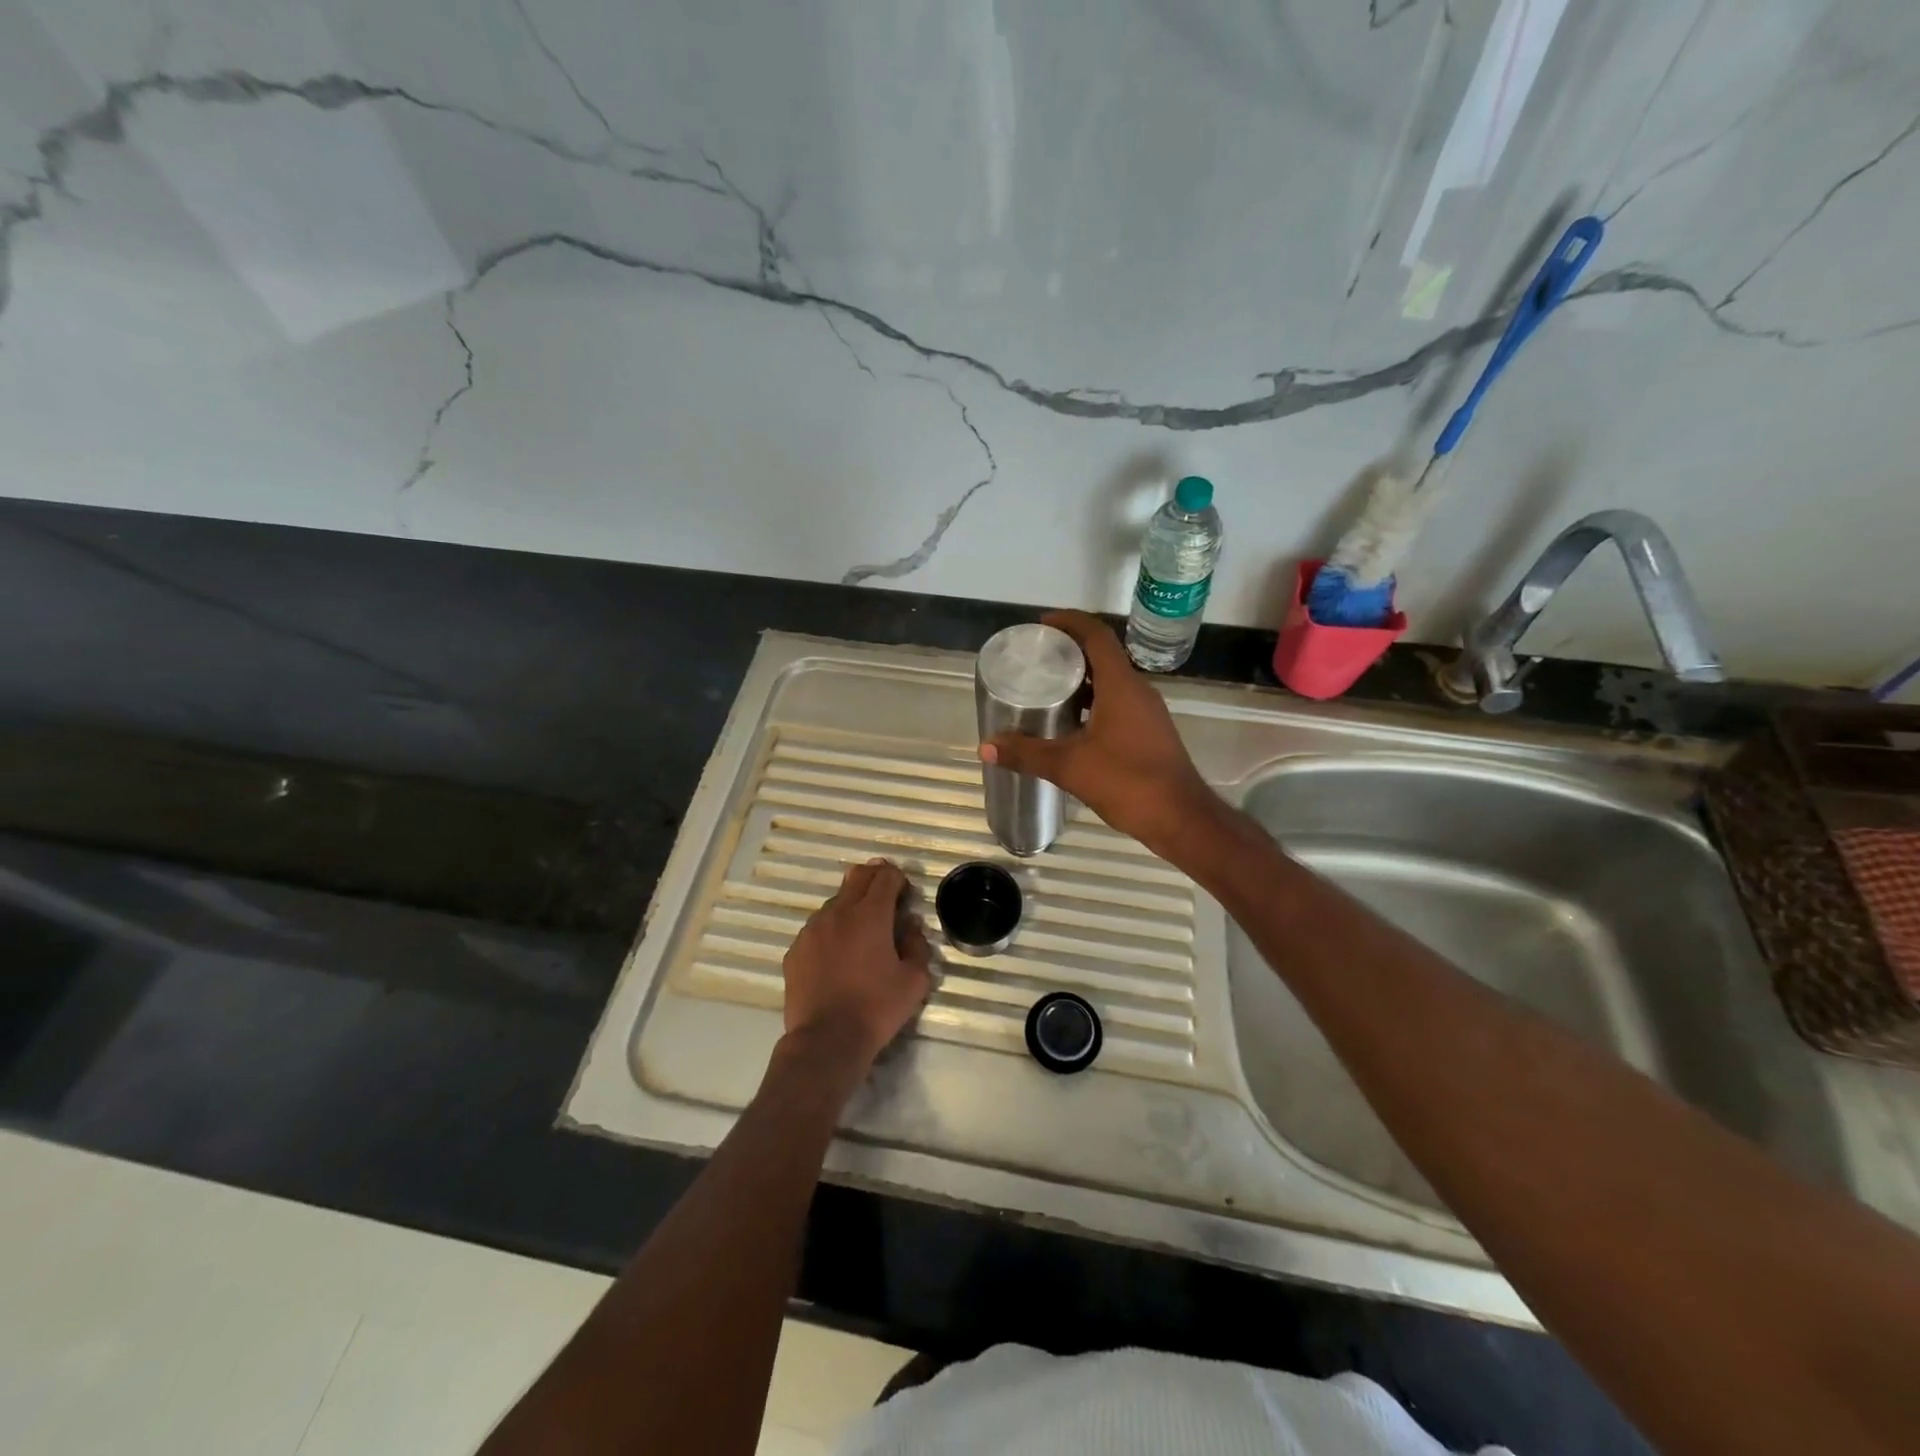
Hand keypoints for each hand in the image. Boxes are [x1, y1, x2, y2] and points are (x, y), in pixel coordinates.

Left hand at [781, 859, 933, 1072]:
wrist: (826, 1040)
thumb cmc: (876, 1008)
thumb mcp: (914, 980)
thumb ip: (917, 944)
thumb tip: (911, 924)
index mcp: (871, 914)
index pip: (885, 877)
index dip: (898, 879)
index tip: (905, 894)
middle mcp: (838, 912)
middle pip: (857, 877)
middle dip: (875, 878)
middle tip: (886, 895)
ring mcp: (812, 930)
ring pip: (835, 902)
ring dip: (851, 906)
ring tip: (861, 931)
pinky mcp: (796, 950)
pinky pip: (817, 928)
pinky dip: (831, 930)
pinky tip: (837, 954)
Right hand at [978, 610, 1218, 857]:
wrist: (1180, 818)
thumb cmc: (1127, 781)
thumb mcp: (1069, 766)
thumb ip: (1026, 753)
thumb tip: (986, 747)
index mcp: (1121, 685)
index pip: (1096, 635)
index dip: (1070, 622)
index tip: (1042, 624)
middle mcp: (1138, 690)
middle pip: (1103, 655)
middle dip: (1070, 651)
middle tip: (1037, 659)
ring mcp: (1148, 712)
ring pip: (1111, 682)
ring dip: (1082, 679)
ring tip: (1047, 689)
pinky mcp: (1150, 732)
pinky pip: (1118, 703)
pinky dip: (1093, 703)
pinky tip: (1071, 725)